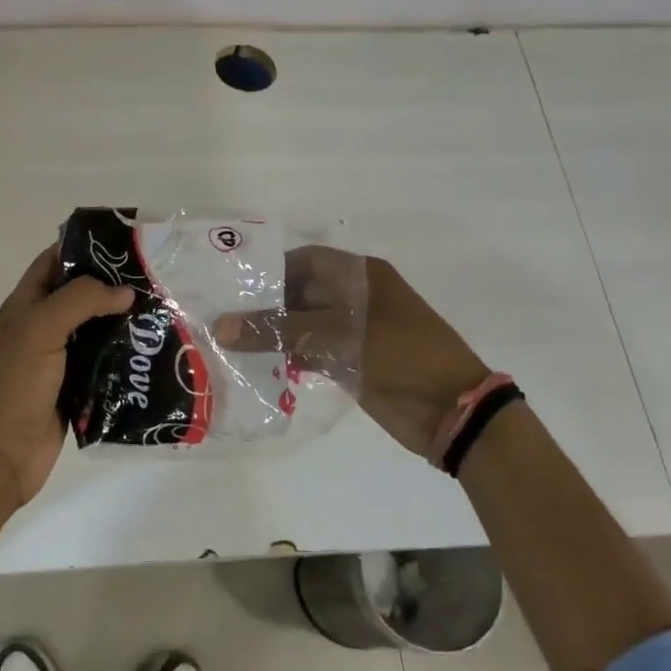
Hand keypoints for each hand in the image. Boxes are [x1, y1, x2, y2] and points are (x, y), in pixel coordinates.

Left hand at [0, 246, 134, 510]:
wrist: (2, 455)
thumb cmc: (16, 386)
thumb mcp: (41, 330)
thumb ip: (80, 300)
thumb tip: (125, 291)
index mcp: (26, 305)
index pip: (55, 262)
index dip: (85, 248)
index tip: (127, 243)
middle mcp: (42, 327)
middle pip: (81, 295)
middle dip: (114, 285)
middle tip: (159, 278)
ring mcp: (59, 360)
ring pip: (96, 330)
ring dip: (125, 322)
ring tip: (166, 311)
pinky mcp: (76, 389)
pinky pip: (104, 365)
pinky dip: (125, 357)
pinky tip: (154, 352)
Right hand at [213, 247, 486, 457]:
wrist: (450, 410)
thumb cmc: (398, 355)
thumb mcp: (335, 335)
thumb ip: (276, 330)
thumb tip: (220, 327)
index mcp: (358, 276)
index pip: (305, 260)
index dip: (270, 269)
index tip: (232, 284)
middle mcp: (353, 298)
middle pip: (299, 293)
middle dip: (264, 304)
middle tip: (220, 315)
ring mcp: (352, 332)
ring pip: (301, 325)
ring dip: (271, 333)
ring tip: (227, 341)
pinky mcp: (350, 362)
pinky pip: (309, 352)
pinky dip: (285, 356)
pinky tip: (254, 365)